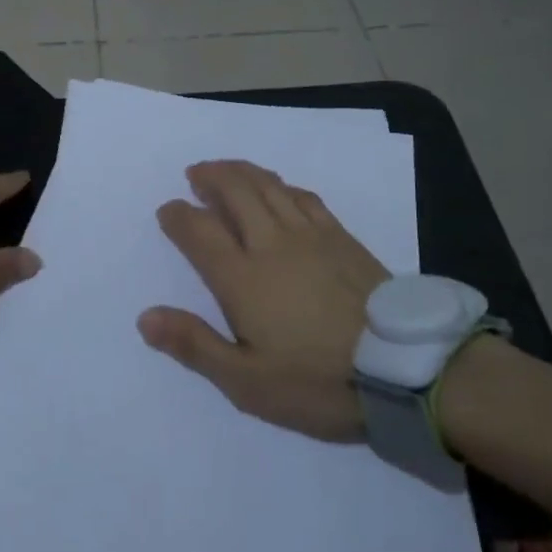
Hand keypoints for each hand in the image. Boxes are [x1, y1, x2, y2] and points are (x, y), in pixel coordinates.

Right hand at [139, 160, 387, 441]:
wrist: (406, 371)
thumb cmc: (317, 381)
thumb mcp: (247, 382)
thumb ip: (195, 345)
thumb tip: (145, 317)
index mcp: (242, 278)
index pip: (199, 231)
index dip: (178, 216)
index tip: (167, 210)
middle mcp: (272, 244)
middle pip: (235, 192)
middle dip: (210, 178)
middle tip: (195, 174)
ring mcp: (311, 236)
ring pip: (269, 187)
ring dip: (242, 172)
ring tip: (226, 169)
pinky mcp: (343, 238)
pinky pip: (304, 197)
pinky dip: (282, 185)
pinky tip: (279, 189)